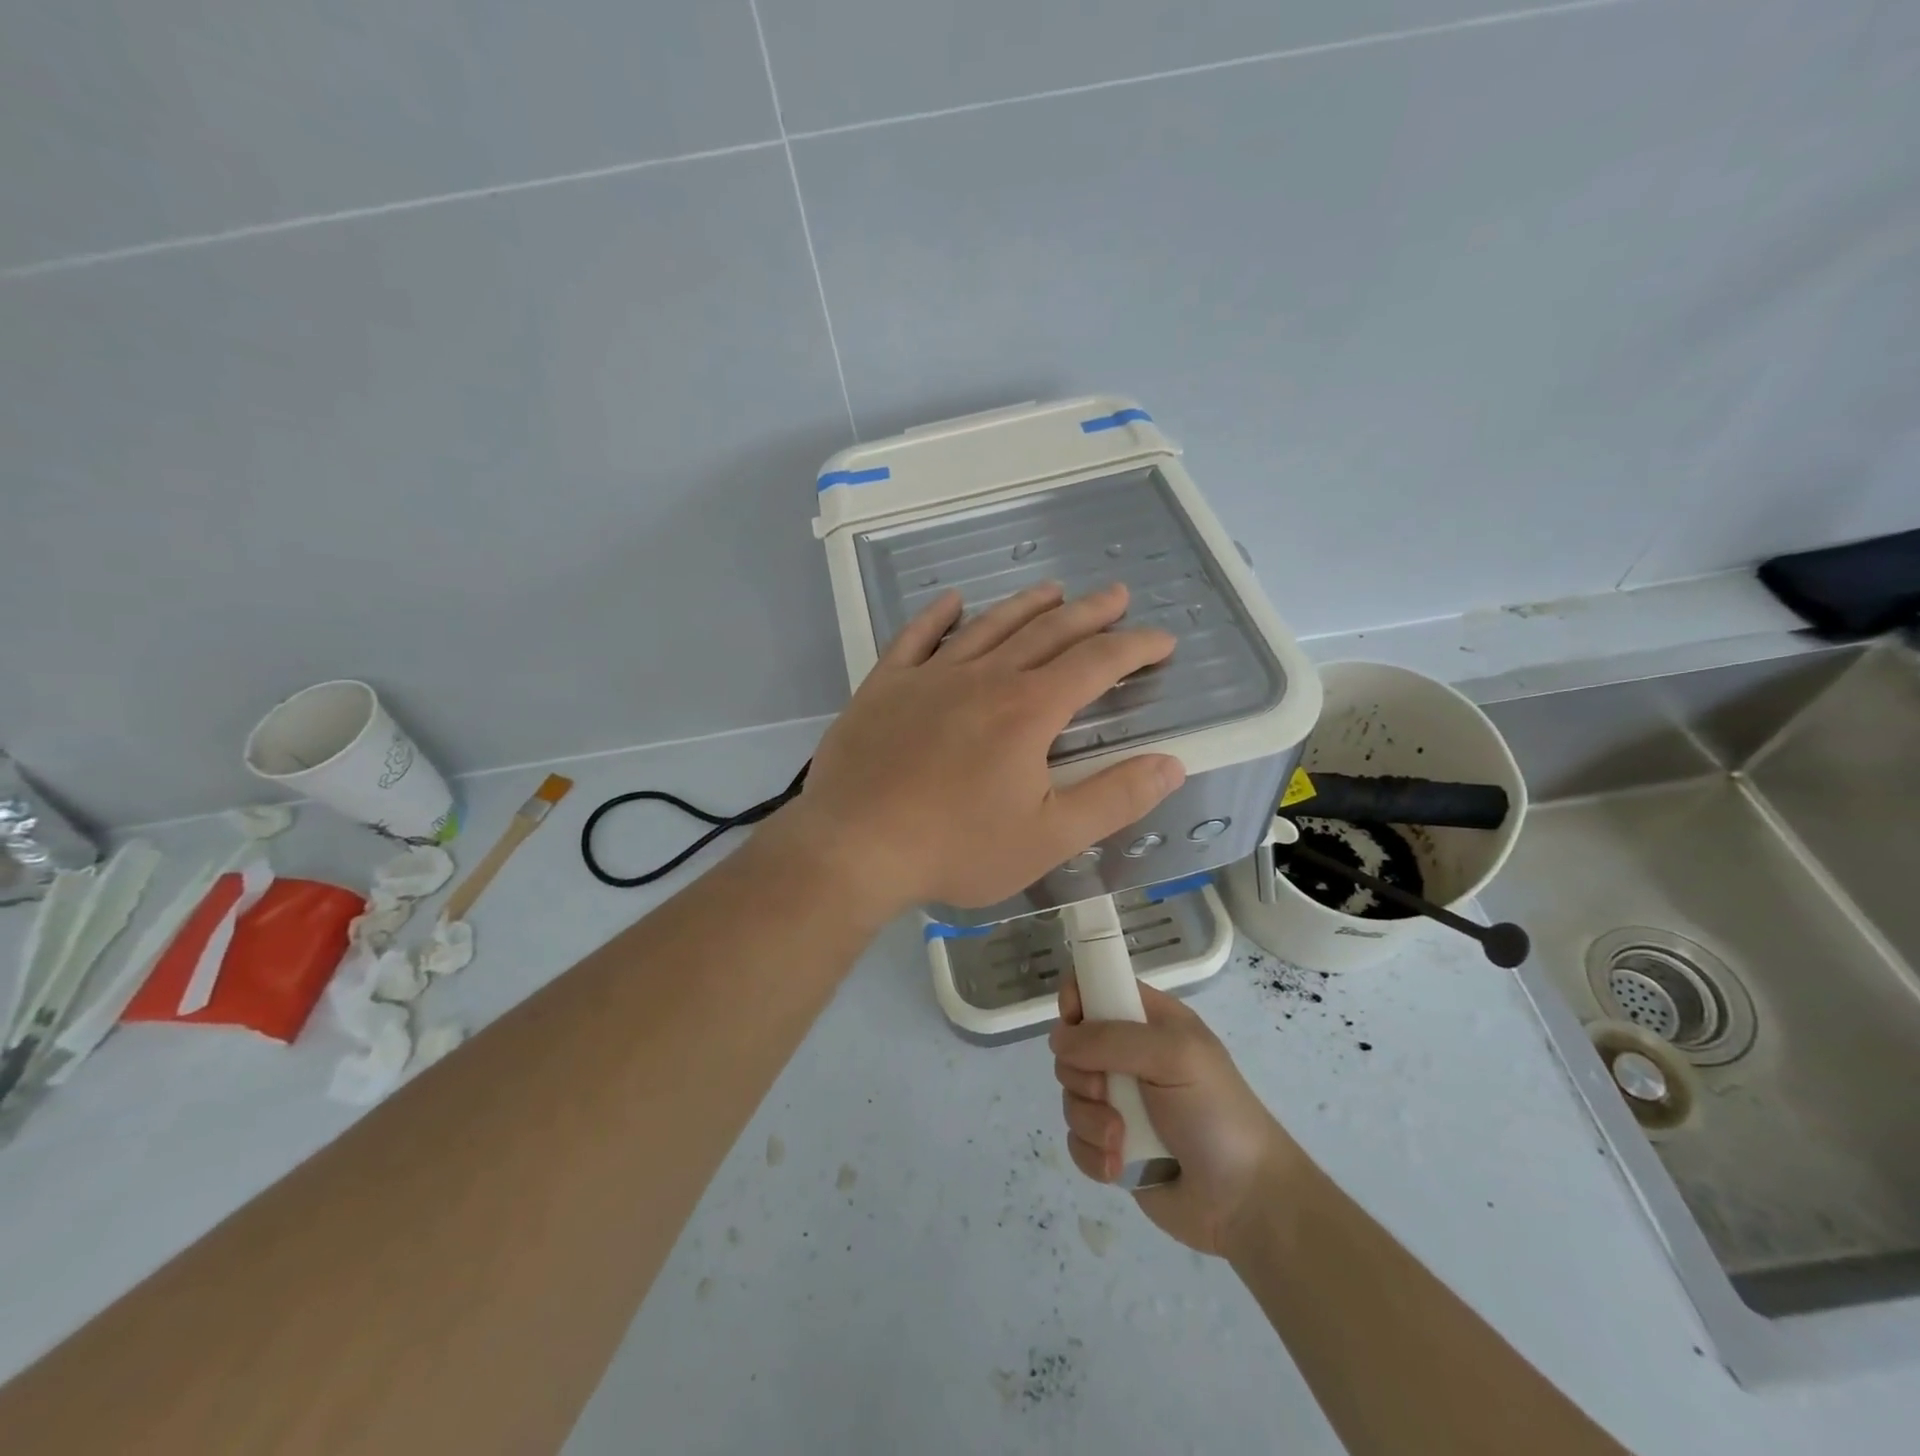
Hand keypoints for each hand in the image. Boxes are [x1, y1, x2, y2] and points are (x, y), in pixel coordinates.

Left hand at [779, 583, 1184, 915]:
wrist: (854, 847)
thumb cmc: (956, 847)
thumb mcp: (1049, 837)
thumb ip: (1114, 798)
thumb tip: (1172, 763)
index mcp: (1028, 710)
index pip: (1095, 663)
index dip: (1134, 647)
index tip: (1161, 640)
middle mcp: (984, 678)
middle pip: (1047, 632)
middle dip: (1089, 613)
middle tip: (1116, 595)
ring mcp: (929, 676)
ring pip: (988, 626)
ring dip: (1025, 605)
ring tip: (1053, 590)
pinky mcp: (884, 686)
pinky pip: (915, 637)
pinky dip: (937, 616)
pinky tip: (952, 601)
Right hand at [1051, 978, 1298, 1255]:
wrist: (1245, 1201)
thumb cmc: (1216, 1113)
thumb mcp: (1174, 1056)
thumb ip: (1112, 1039)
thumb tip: (1059, 1040)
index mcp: (1150, 1022)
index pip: (1098, 988)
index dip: (1077, 998)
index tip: (1072, 1021)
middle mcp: (1129, 1056)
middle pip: (1072, 1046)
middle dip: (1081, 1074)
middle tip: (1107, 1091)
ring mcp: (1118, 1102)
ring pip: (1071, 1095)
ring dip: (1090, 1120)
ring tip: (1121, 1140)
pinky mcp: (1111, 1145)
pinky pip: (1075, 1139)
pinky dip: (1092, 1154)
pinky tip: (1118, 1166)